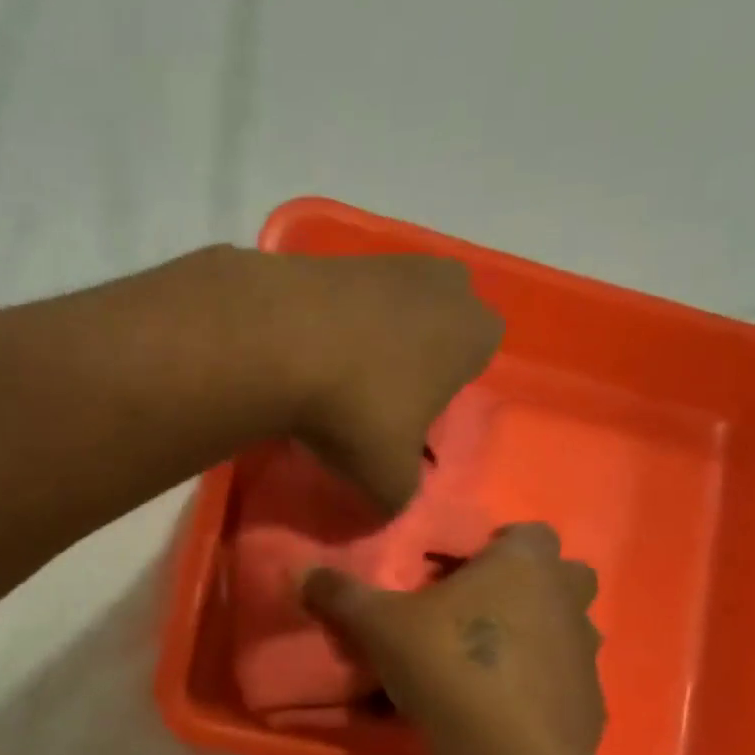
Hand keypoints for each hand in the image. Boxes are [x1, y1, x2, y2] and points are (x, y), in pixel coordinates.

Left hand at [264, 253, 503, 512]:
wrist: (278, 343)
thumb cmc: (358, 411)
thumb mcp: (388, 479)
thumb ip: (401, 494)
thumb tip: (392, 500)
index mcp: (475, 332)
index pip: (477, 358)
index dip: (443, 391)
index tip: (408, 418)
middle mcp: (443, 284)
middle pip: (437, 324)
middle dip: (413, 356)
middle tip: (375, 396)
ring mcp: (388, 260)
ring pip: (389, 308)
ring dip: (368, 338)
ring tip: (330, 378)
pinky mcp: (334, 254)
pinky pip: (342, 298)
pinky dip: (328, 323)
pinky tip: (300, 353)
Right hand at [302, 523, 604, 754]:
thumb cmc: (447, 664)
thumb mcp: (378, 625)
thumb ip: (341, 594)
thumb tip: (301, 570)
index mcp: (525, 565)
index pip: (529, 532)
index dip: (498, 547)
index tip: (461, 574)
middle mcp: (567, 600)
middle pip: (561, 579)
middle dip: (528, 590)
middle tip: (478, 614)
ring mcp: (587, 654)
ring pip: (567, 632)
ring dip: (537, 639)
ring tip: (487, 665)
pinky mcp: (591, 704)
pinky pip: (564, 684)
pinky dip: (541, 690)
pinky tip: (503, 712)